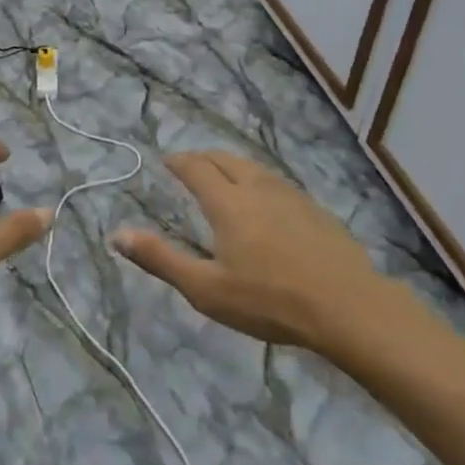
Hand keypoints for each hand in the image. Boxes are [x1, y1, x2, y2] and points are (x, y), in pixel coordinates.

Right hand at [112, 151, 382, 349]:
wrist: (347, 306)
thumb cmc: (269, 300)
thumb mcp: (206, 289)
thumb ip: (161, 260)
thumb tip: (118, 234)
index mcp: (228, 202)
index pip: (197, 168)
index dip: (179, 161)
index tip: (167, 160)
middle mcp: (257, 188)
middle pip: (226, 159)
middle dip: (204, 158)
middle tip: (191, 165)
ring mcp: (291, 195)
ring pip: (254, 168)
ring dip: (233, 166)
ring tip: (224, 176)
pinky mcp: (315, 209)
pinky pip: (277, 182)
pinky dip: (258, 180)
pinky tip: (265, 200)